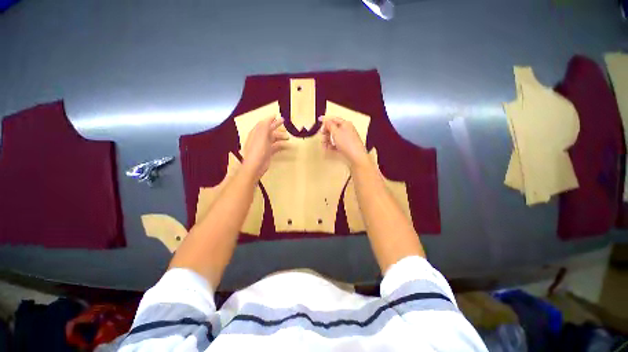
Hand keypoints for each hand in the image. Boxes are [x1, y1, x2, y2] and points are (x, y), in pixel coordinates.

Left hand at [241, 115, 287, 180]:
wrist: (255, 166)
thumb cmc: (258, 150)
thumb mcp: (261, 136)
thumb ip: (265, 126)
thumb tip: (269, 119)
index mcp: (257, 133)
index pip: (263, 123)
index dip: (270, 119)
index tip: (277, 115)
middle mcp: (260, 138)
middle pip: (269, 130)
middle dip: (276, 126)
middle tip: (284, 122)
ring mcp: (264, 146)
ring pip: (273, 139)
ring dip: (280, 137)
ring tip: (288, 137)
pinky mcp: (268, 153)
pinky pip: (275, 147)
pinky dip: (281, 145)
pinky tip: (286, 146)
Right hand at [319, 116, 368, 167]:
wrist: (356, 156)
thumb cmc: (347, 143)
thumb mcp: (336, 132)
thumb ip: (330, 125)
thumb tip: (326, 121)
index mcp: (345, 124)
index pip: (334, 119)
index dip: (326, 119)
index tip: (319, 120)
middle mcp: (347, 130)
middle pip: (333, 128)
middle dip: (326, 132)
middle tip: (322, 136)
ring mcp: (346, 138)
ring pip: (334, 137)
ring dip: (327, 140)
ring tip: (324, 145)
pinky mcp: (346, 146)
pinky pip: (337, 143)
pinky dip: (332, 145)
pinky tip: (328, 148)